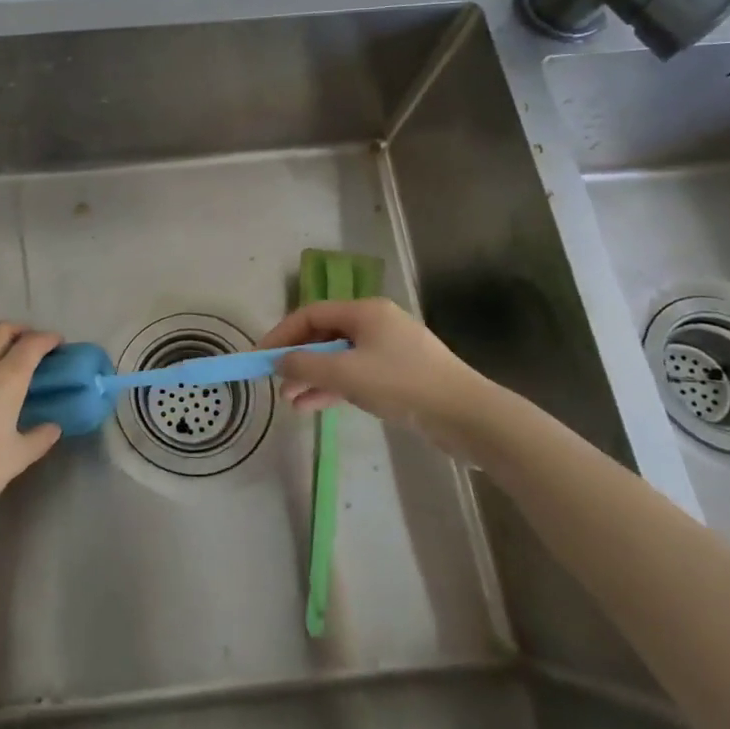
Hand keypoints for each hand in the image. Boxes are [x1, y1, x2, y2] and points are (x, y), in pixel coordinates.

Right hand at [257, 298, 499, 454]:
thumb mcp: (346, 374)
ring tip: (292, 403)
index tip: (261, 357)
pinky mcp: (400, 376)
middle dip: (298, 360)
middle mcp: (376, 324)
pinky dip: (335, 388)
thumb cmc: (403, 385)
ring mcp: (390, 350)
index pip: (311, 314)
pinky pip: (356, 376)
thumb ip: (305, 365)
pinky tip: (314, 406)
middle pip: (325, 336)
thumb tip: (278, 360)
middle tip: (277, 383)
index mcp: (365, 311)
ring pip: (340, 359)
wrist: (468, 416)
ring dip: (314, 378)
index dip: (282, 334)